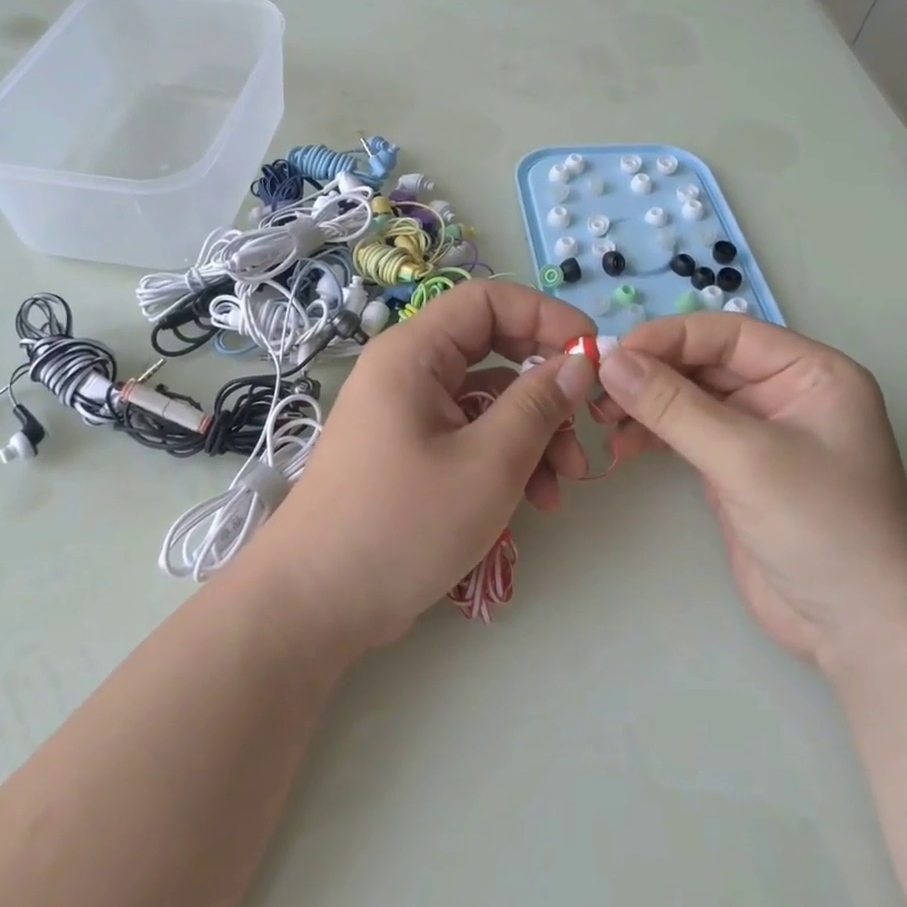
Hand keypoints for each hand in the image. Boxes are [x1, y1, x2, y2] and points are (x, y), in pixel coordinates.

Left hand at [244, 280, 598, 651]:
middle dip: (546, 386)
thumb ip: (539, 405)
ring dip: (534, 432)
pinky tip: (536, 500)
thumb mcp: (487, 464)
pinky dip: (506, 457)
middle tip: (586, 424)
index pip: (489, 300)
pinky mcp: (411, 452)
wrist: (314, 606)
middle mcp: (409, 371)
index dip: (546, 316)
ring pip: (488, 399)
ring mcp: (408, 413)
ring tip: (564, 483)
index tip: (592, 353)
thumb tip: (580, 360)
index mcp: (414, 352)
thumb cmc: (401, 525)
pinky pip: (470, 434)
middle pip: (493, 350)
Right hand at [597, 315, 906, 674]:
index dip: (668, 337)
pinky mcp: (737, 468)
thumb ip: (674, 406)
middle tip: (596, 389)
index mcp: (810, 372)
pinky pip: (686, 433)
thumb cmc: (822, 527)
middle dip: (651, 373)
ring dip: (646, 403)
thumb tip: (611, 360)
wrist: (862, 633)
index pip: (727, 334)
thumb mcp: (746, 458)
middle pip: (705, 363)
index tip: (612, 354)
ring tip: (601, 419)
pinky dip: (653, 434)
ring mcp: (759, 432)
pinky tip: (621, 443)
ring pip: (690, 397)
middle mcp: (785, 392)